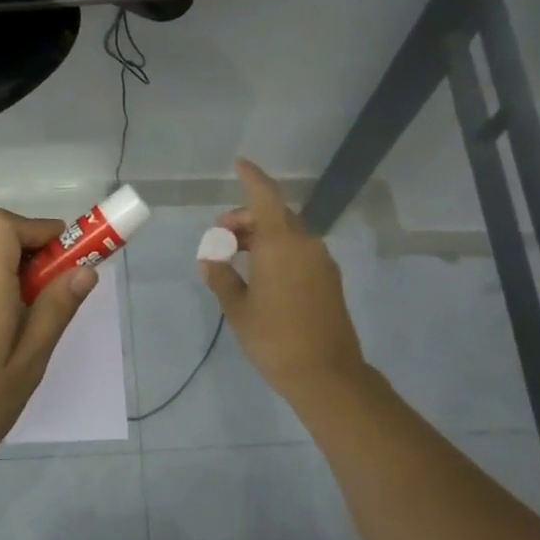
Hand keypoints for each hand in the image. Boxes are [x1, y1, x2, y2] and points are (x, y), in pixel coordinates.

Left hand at [0, 209, 97, 490]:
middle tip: (61, 285)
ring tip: (42, 315)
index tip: (66, 257)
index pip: (1, 223)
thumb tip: (84, 269)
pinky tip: (12, 334)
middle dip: (34, 247)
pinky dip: (1, 288)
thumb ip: (55, 311)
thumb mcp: (27, 364)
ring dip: (19, 270)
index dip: (37, 228)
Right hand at [199, 159, 368, 409]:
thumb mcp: (238, 308)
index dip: (252, 177)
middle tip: (221, 235)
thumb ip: (221, 277)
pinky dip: (278, 250)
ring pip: (289, 233)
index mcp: (281, 243)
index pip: (265, 196)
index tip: (239, 164)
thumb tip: (210, 260)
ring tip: (236, 255)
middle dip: (247, 218)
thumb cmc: (275, 338)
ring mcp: (322, 262)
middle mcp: (306, 244)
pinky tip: (261, 273)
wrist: (327, 375)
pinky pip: (300, 251)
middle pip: (276, 215)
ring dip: (263, 235)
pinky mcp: (329, 281)